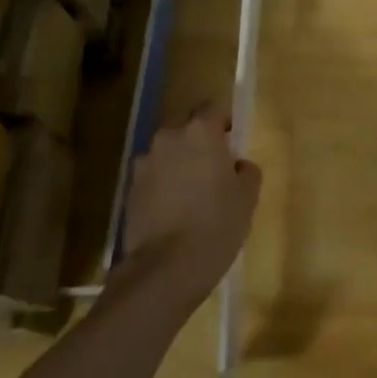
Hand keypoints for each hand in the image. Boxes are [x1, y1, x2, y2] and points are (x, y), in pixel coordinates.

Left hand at [121, 103, 259, 306]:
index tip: (232, 143)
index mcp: (200, 132)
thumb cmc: (217, 224)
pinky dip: (163, 186)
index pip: (213, 108)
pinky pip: (153, 177)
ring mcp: (144, 164)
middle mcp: (168, 138)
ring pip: (167, 152)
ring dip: (179, 163)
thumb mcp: (248, 196)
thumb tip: (236, 165)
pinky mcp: (129, 190)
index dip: (224, 123)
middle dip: (199, 141)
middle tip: (214, 169)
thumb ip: (246, 170)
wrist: (165, 268)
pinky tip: (174, 212)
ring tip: (192, 194)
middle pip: (186, 127)